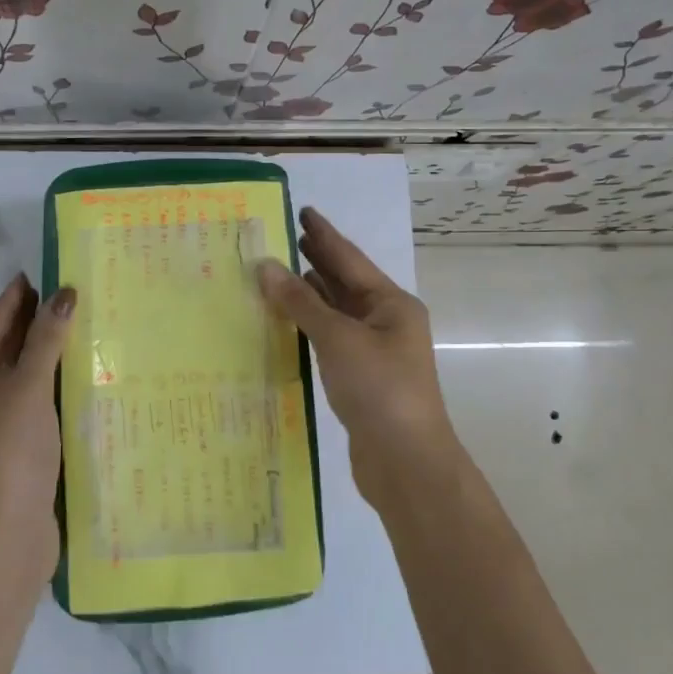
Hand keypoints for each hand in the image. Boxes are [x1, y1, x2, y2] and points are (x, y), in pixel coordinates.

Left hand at [0, 275, 75, 574]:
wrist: (7, 544)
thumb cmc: (9, 460)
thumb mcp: (27, 394)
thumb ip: (44, 343)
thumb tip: (64, 295)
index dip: (12, 302)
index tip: (35, 273)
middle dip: (27, 326)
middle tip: (60, 293)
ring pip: (11, 382)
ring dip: (38, 356)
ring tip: (69, 324)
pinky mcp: (2, 455)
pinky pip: (22, 406)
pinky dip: (43, 386)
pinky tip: (69, 373)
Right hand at [256, 208, 456, 505]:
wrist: (406, 462)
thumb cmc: (379, 389)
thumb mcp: (339, 339)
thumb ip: (301, 302)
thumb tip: (266, 266)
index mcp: (391, 304)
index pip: (350, 259)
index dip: (324, 234)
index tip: (302, 211)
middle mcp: (386, 321)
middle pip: (345, 282)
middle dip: (316, 260)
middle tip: (283, 237)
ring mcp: (374, 351)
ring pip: (337, 312)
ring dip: (310, 293)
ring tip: (278, 273)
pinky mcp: (361, 378)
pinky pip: (331, 339)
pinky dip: (310, 326)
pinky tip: (288, 321)